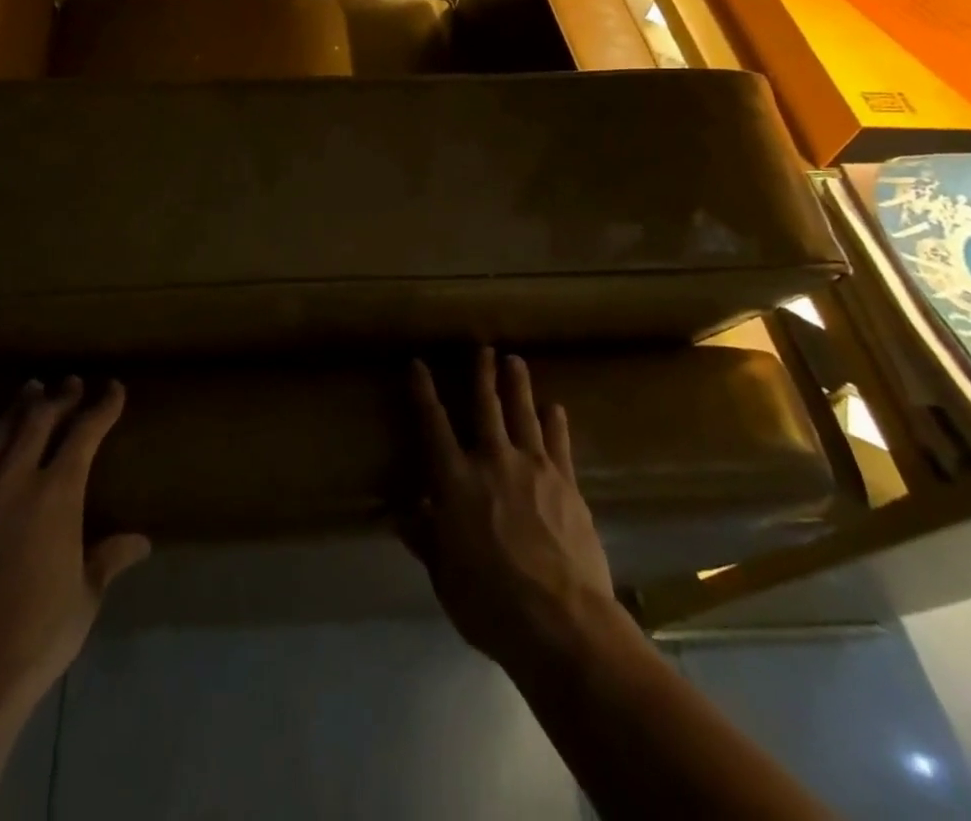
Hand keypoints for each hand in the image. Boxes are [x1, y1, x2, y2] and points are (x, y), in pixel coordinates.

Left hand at [0, 376, 149, 705]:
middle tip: (70, 383)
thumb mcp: (85, 595)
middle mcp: (16, 480)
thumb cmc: (38, 633)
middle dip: (58, 397)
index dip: (102, 407)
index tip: (113, 388)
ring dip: (17, 408)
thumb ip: (108, 558)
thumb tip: (141, 542)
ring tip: (29, 392)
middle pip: (38, 420)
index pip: (85, 433)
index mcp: (57, 493)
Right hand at [403, 349, 621, 673]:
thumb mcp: (445, 577)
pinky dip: (556, 422)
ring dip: (518, 385)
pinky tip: (556, 407)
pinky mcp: (567, 484)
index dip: (423, 392)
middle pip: (485, 406)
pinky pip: (559, 444)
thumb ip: (426, 539)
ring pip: (523, 414)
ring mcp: (534, 468)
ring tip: (515, 360)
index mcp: (455, 481)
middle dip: (481, 374)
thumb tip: (403, 514)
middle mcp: (492, 461)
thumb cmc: (491, 603)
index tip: (418, 364)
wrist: (563, 622)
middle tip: (483, 347)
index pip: (433, 425)